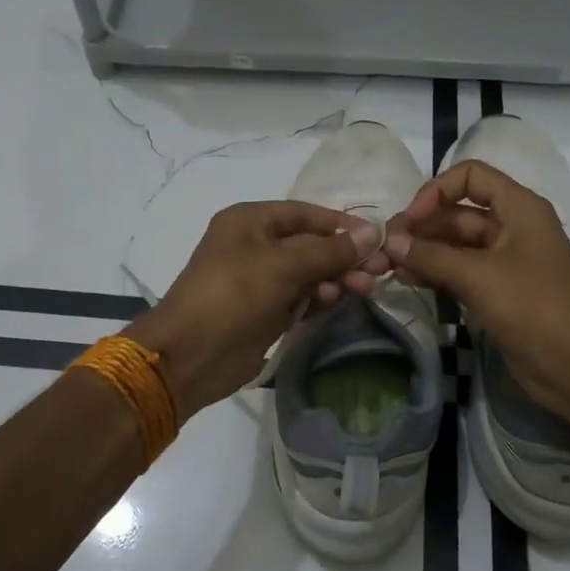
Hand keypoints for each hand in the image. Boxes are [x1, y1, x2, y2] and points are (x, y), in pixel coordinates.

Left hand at [126, 202, 386, 415]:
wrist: (190, 356)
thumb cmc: (233, 296)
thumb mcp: (283, 267)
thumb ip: (330, 251)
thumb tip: (372, 233)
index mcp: (250, 221)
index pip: (304, 214)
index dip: (340, 224)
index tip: (376, 237)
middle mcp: (254, 245)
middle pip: (310, 244)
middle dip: (343, 256)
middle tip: (378, 271)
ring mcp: (259, 280)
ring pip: (309, 273)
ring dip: (336, 279)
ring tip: (363, 290)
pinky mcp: (265, 311)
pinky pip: (301, 298)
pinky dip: (319, 299)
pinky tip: (336, 302)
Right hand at [385, 161, 569, 422]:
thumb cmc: (533, 308)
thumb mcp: (479, 276)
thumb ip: (431, 255)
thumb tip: (390, 240)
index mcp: (519, 208)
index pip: (470, 177)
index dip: (436, 191)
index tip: (410, 220)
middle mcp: (512, 227)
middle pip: (458, 213)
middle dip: (422, 227)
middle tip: (385, 248)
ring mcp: (504, 261)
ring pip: (455, 245)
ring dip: (423, 251)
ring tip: (388, 266)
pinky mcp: (497, 291)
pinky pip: (460, 271)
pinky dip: (435, 272)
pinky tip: (407, 280)